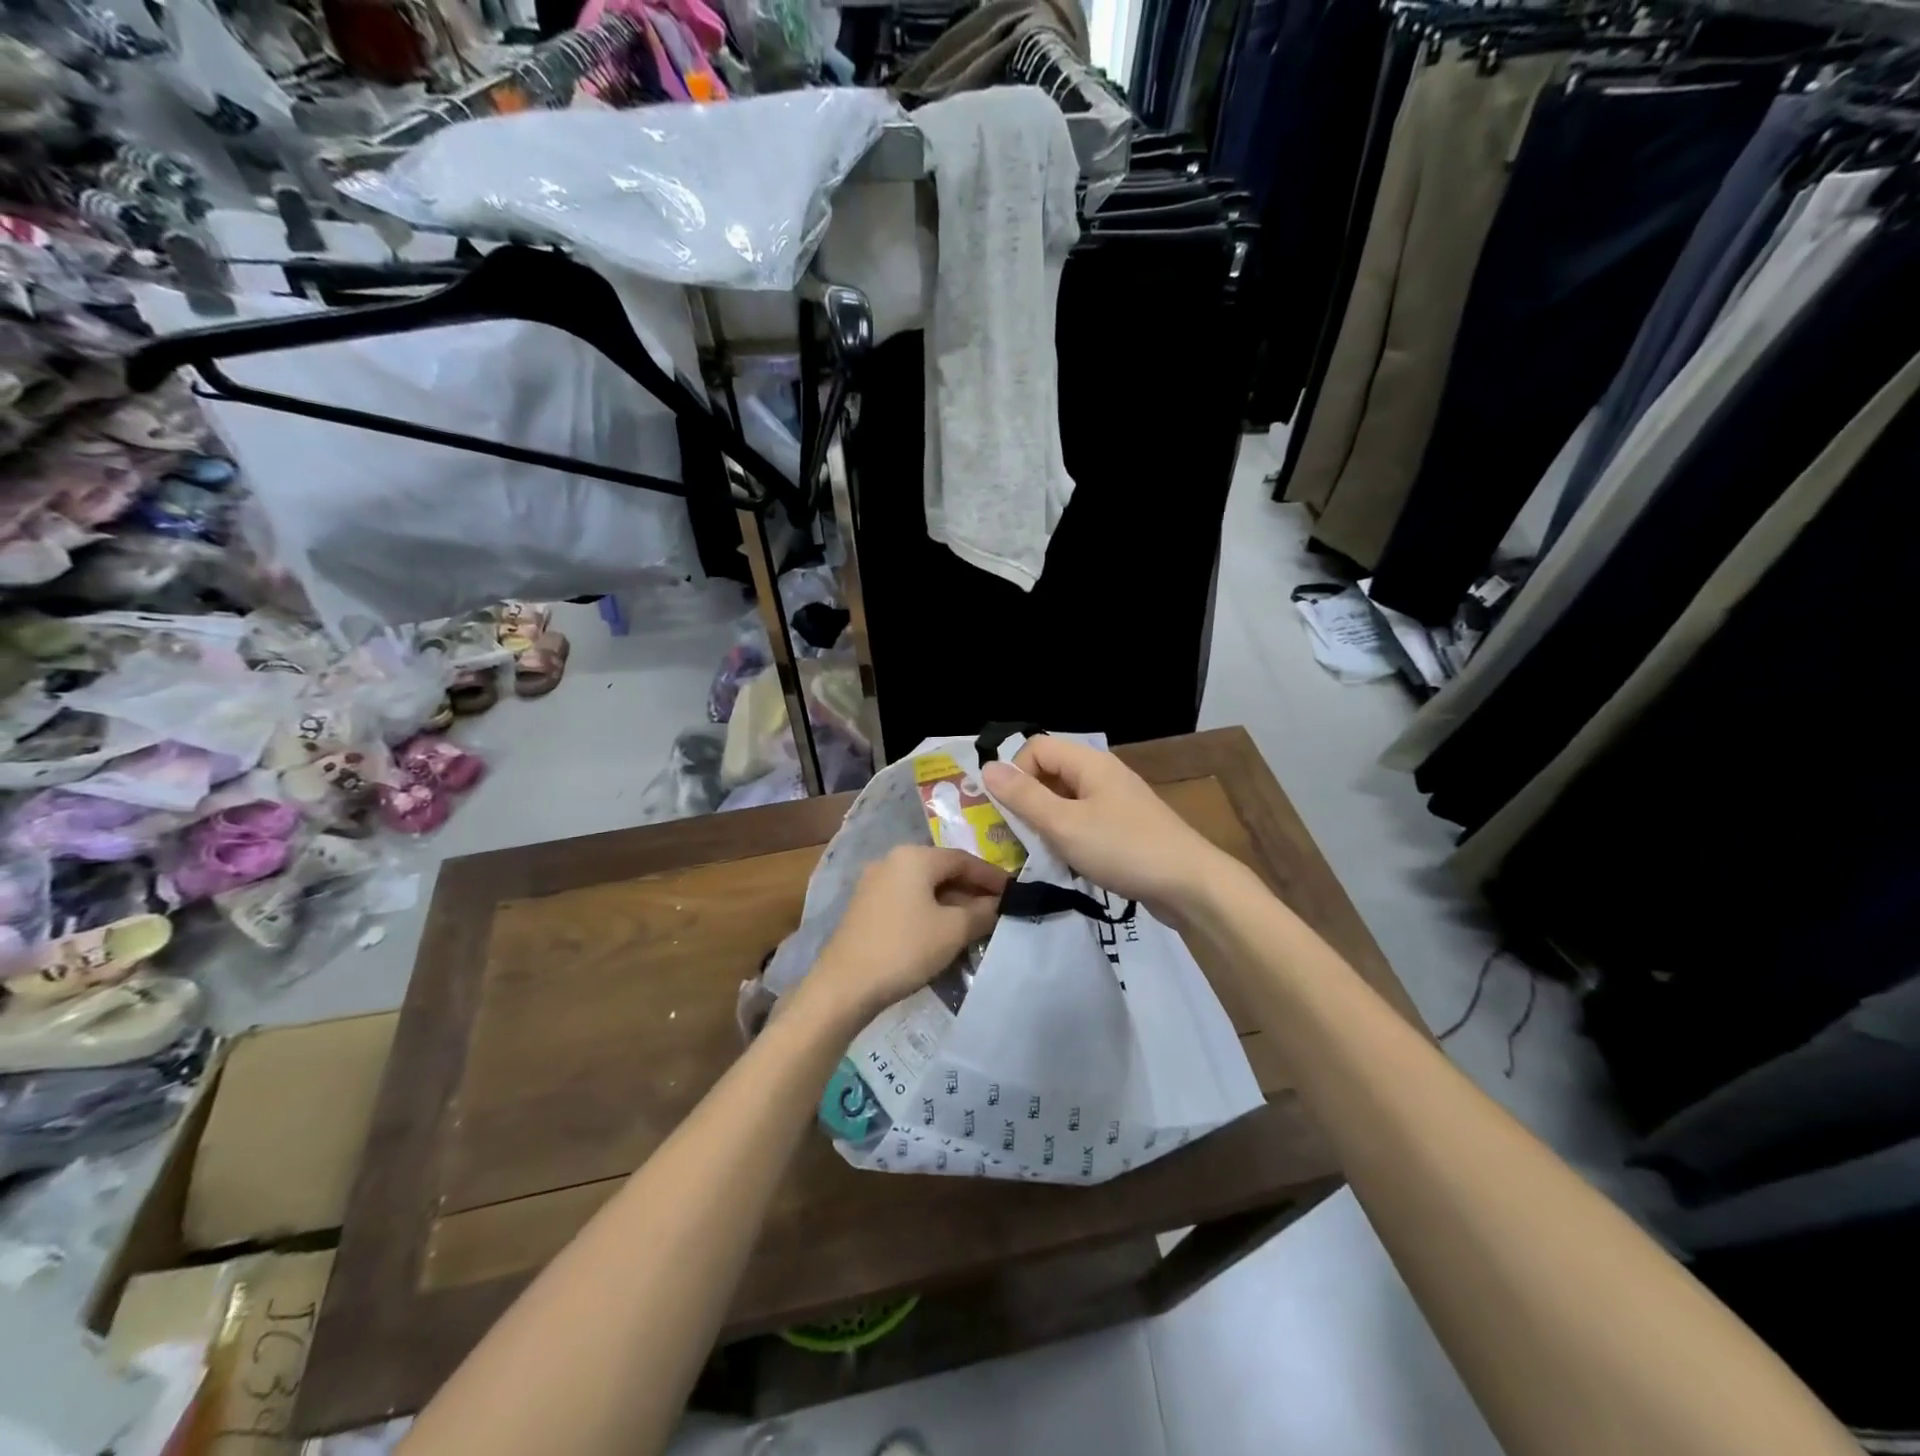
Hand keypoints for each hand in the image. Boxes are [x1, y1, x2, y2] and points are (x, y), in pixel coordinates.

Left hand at [803, 846, 1007, 1023]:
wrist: (843, 986)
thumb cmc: (904, 949)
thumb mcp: (953, 931)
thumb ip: (982, 912)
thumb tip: (1000, 904)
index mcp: (913, 857)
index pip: (963, 859)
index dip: (992, 877)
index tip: (1015, 892)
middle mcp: (892, 860)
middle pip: (943, 871)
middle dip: (972, 890)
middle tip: (999, 910)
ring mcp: (874, 884)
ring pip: (925, 887)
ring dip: (952, 903)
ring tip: (977, 924)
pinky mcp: (865, 907)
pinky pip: (908, 900)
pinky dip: (930, 911)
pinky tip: (944, 932)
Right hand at [981, 737, 1228, 921]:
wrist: (1190, 885)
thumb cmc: (1123, 849)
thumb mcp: (1064, 825)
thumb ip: (1024, 797)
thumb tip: (987, 767)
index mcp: (1089, 763)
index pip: (1036, 748)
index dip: (1016, 774)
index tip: (1010, 812)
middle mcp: (1103, 774)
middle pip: (1051, 772)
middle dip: (1028, 801)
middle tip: (1018, 837)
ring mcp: (1117, 800)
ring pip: (1066, 800)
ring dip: (1047, 823)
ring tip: (1042, 853)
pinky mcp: (1126, 826)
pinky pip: (1085, 820)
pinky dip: (1069, 836)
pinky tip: (1069, 862)